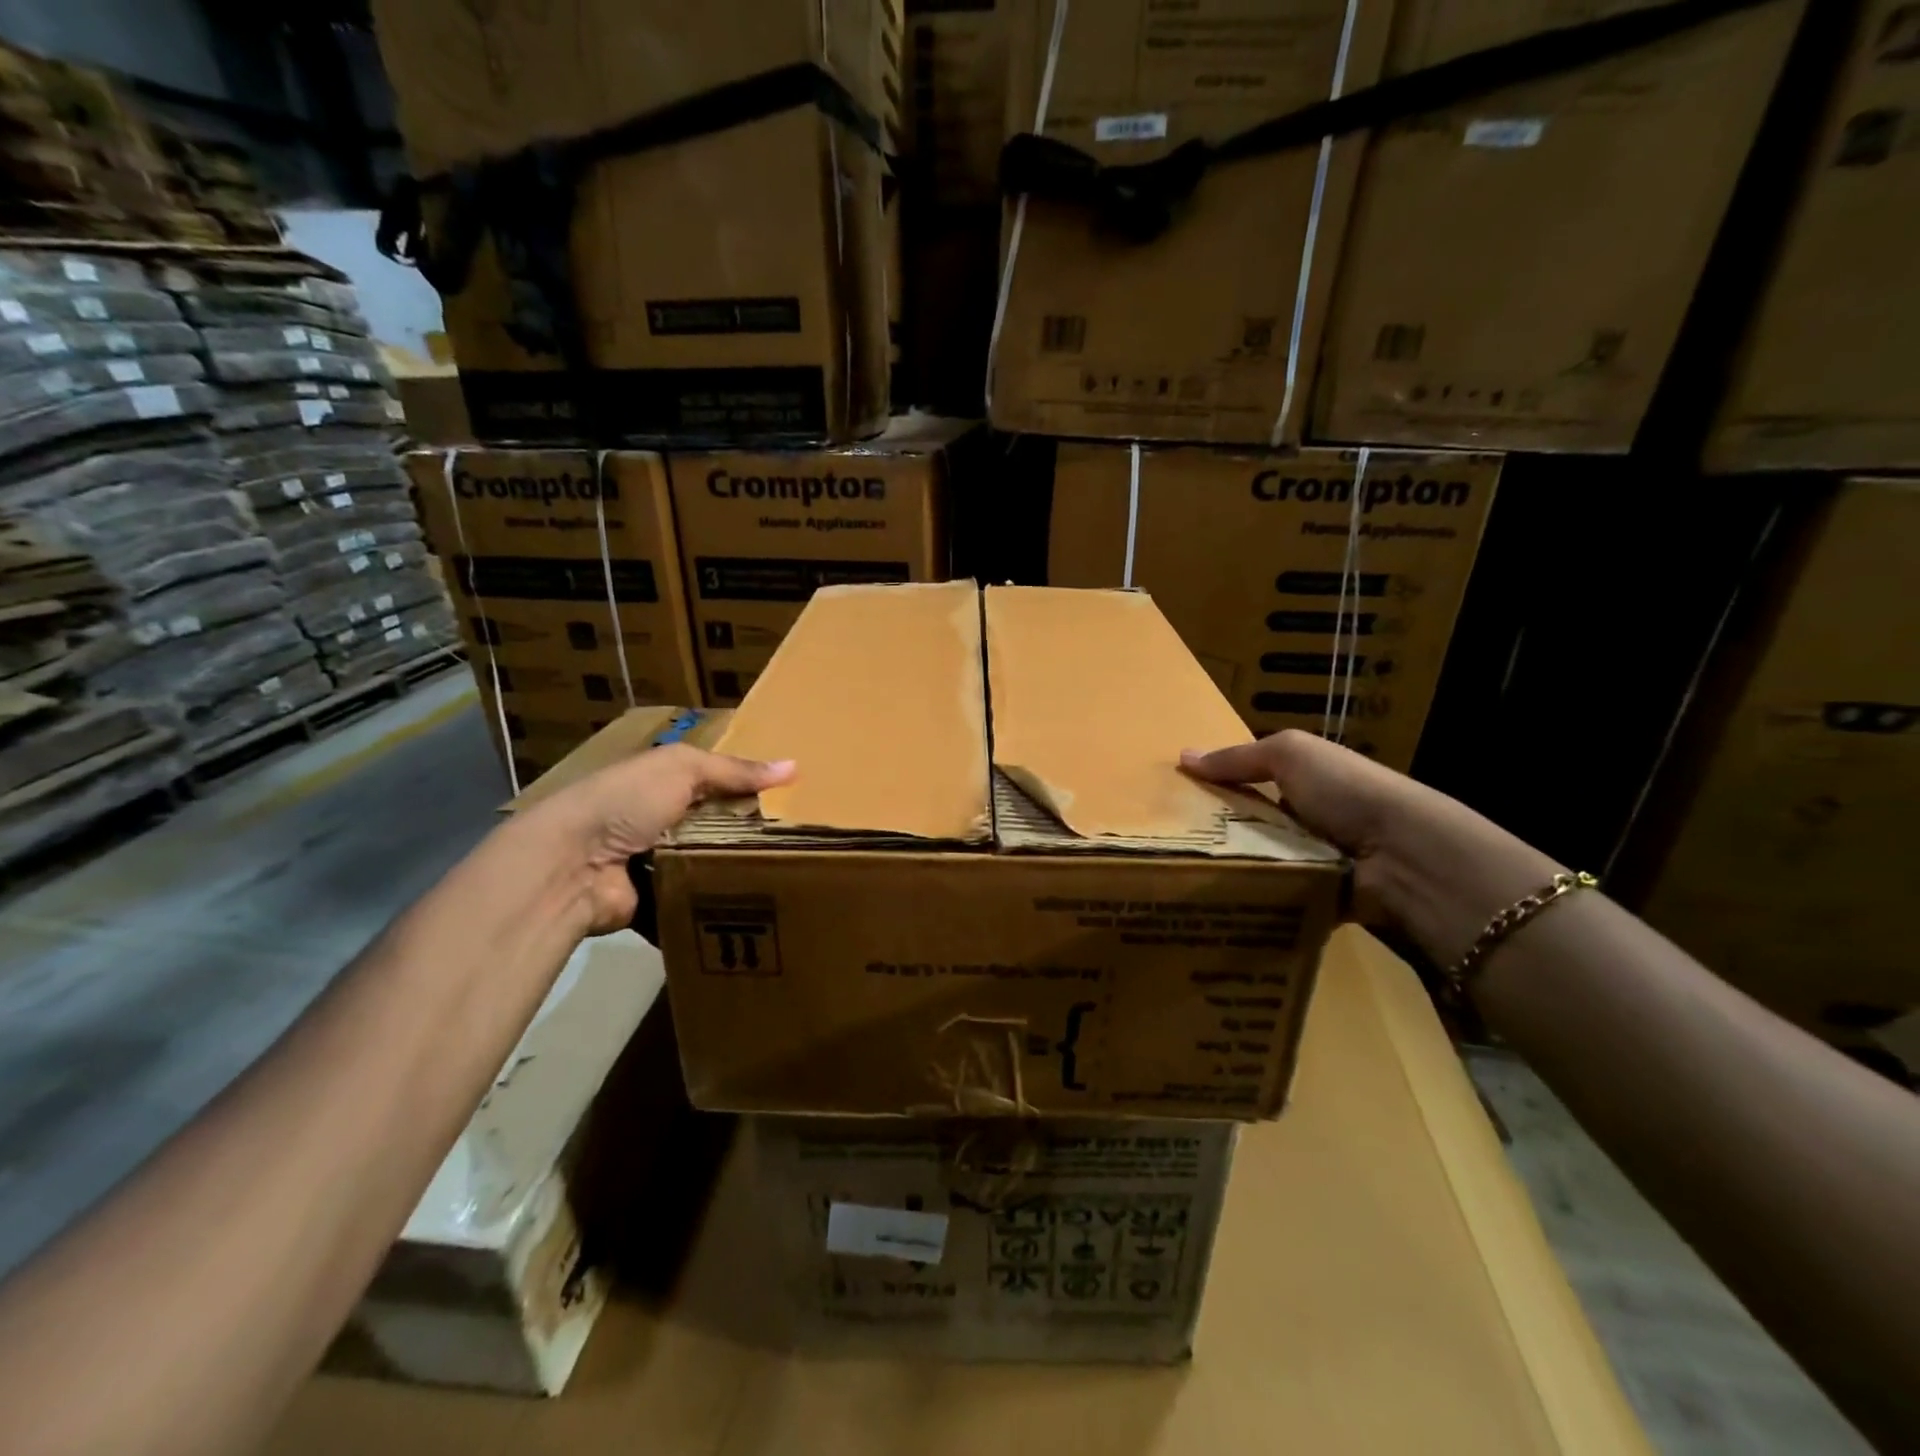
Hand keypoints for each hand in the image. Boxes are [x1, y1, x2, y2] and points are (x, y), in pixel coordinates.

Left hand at [524, 744, 794, 934]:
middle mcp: (663, 822)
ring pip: (714, 865)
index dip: (752, 788)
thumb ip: (735, 770)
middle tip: (802, 843)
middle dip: (752, 834)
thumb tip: (795, 766)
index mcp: (664, 784)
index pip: (719, 783)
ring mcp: (659, 864)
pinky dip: (720, 903)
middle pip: (721, 826)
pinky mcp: (659, 902)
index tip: (796, 800)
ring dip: (740, 870)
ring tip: (791, 875)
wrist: (571, 866)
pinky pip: (700, 900)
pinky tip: (758, 904)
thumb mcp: (682, 769)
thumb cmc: (626, 802)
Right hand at [1182, 730, 1562, 967]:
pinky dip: (1249, 900)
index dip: (1213, 788)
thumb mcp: (1290, 755)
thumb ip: (1237, 757)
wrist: (1405, 857)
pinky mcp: (1314, 900)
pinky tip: (1212, 903)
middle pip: (1246, 826)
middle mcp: (1307, 821)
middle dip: (1212, 834)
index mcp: (1304, 782)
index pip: (1248, 783)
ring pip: (1254, 864)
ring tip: (1177, 877)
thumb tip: (1183, 756)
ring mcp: (1312, 862)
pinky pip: (1271, 899)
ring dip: (1227, 869)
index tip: (1170, 802)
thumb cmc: (1347, 792)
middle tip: (1164, 845)